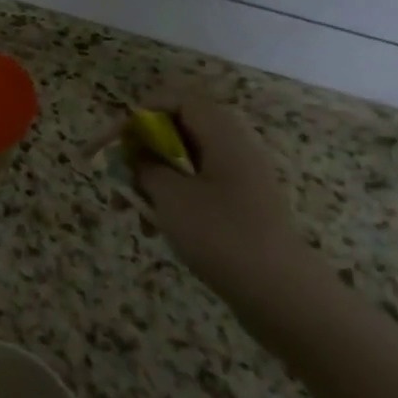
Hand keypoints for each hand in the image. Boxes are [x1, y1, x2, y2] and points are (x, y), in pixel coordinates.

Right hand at [133, 97, 324, 307]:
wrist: (284, 297)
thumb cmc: (222, 235)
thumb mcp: (171, 196)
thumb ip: (146, 167)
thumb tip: (137, 155)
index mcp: (222, 135)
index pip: (178, 100)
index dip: (142, 112)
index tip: (116, 139)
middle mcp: (233, 150)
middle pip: (177, 132)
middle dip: (140, 152)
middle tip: (114, 176)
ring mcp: (240, 182)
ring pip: (182, 165)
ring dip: (150, 181)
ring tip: (128, 210)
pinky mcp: (240, 210)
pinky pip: (196, 191)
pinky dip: (170, 202)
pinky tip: (154, 230)